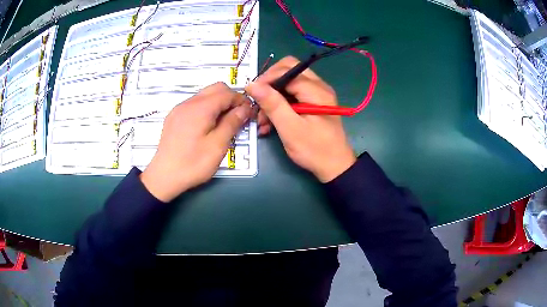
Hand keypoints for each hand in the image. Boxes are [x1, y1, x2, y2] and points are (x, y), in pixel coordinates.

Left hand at [140, 82, 251, 201]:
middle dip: (230, 98)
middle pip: (215, 88)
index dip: (241, 100)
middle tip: (238, 116)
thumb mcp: (218, 146)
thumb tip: (244, 108)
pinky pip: (194, 104)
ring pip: (204, 95)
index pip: (227, 93)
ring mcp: (179, 109)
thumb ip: (232, 123)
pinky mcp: (174, 117)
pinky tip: (208, 126)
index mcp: (200, 108)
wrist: (164, 177)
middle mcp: (188, 103)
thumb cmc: (193, 164)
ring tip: (224, 122)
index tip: (249, 112)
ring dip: (218, 103)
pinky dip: (206, 108)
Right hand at [246, 56, 355, 182]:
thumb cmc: (314, 150)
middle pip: (289, 70)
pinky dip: (280, 104)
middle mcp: (319, 86)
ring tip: (262, 120)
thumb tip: (252, 84)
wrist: (335, 167)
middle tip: (258, 102)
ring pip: (289, 83)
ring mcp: (317, 94)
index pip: (287, 70)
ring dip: (273, 97)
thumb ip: (272, 104)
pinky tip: (270, 123)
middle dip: (270, 84)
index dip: (266, 79)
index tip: (252, 95)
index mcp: (316, 90)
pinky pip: (293, 95)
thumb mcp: (290, 128)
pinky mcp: (314, 103)